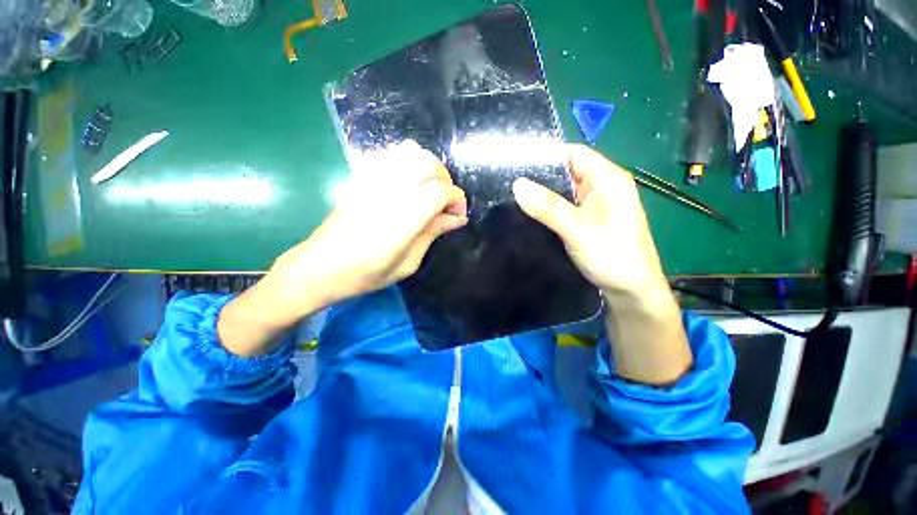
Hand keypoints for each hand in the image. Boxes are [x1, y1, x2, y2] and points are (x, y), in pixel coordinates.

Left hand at [272, 140, 467, 312]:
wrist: (319, 267)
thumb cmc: (366, 274)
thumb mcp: (408, 263)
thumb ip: (433, 233)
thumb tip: (458, 218)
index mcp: (403, 219)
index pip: (439, 190)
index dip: (456, 198)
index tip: (458, 215)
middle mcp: (388, 192)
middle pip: (427, 162)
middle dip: (445, 178)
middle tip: (445, 201)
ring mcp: (372, 180)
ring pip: (409, 152)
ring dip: (428, 167)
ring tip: (429, 189)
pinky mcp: (361, 178)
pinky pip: (390, 155)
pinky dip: (408, 162)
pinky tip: (409, 183)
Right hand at [512, 144, 666, 297]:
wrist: (631, 291)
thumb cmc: (611, 255)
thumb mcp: (577, 229)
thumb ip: (548, 207)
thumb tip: (517, 184)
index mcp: (608, 178)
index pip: (573, 153)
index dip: (545, 156)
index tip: (516, 165)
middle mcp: (603, 185)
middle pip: (567, 171)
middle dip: (540, 176)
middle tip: (510, 183)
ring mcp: (596, 203)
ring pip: (564, 190)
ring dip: (543, 193)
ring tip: (515, 197)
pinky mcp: (590, 218)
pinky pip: (566, 205)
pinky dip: (549, 207)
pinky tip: (532, 213)